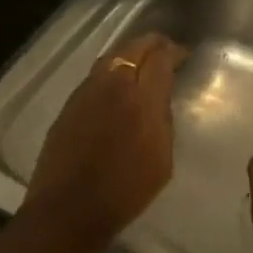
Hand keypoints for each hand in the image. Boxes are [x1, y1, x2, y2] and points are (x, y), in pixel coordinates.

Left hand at [22, 32, 187, 248]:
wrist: (69, 208)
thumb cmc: (124, 192)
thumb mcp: (162, 160)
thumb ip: (162, 121)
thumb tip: (160, 99)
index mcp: (141, 100)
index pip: (160, 58)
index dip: (174, 51)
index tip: (183, 55)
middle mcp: (112, 85)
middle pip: (133, 47)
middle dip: (152, 44)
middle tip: (165, 49)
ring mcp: (86, 91)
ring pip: (111, 57)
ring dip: (129, 53)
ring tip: (141, 61)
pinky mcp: (69, 103)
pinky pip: (95, 76)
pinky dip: (111, 71)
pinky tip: (116, 84)